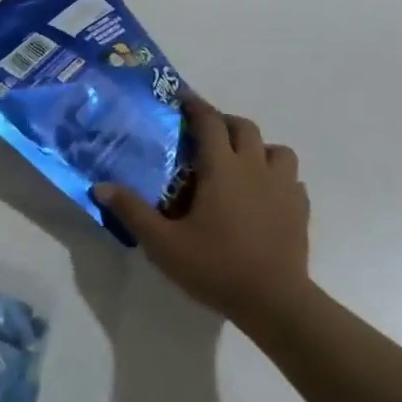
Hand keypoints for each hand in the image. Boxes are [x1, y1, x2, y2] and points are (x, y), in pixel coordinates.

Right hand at [94, 95, 310, 328]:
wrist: (274, 302)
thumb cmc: (216, 266)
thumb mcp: (164, 244)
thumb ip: (133, 212)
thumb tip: (100, 186)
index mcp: (221, 167)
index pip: (209, 121)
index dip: (195, 106)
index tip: (183, 98)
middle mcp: (254, 167)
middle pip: (244, 127)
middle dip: (225, 122)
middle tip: (207, 134)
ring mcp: (283, 187)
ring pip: (277, 149)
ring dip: (259, 148)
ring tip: (242, 163)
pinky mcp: (300, 210)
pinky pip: (292, 180)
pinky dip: (279, 178)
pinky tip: (266, 196)